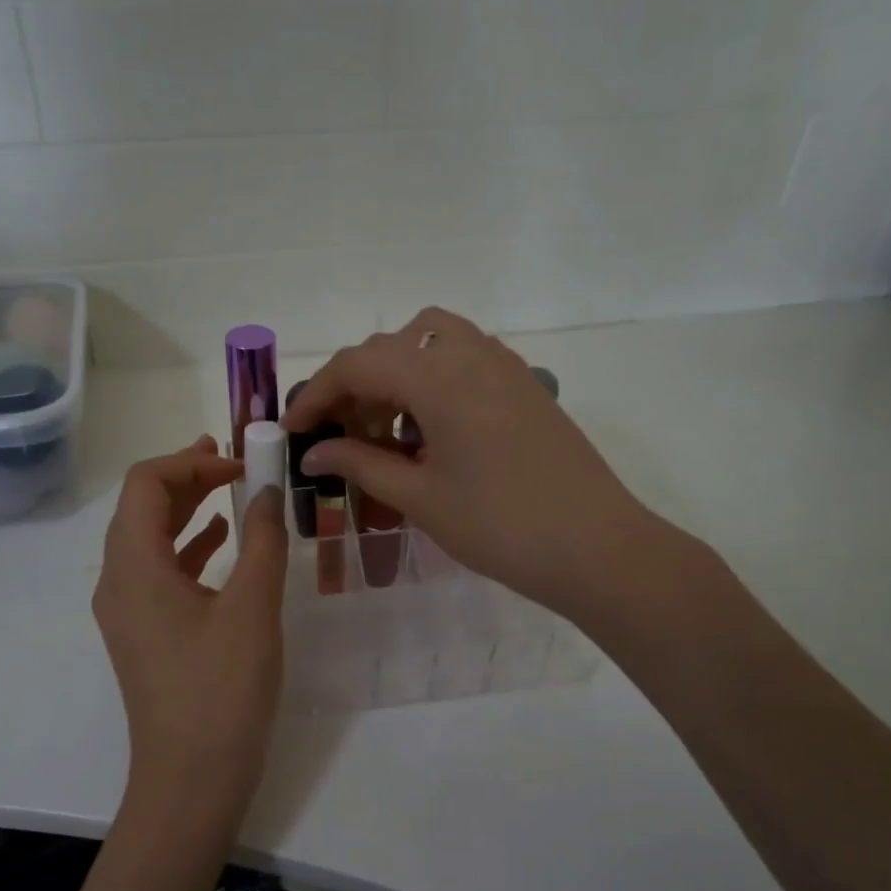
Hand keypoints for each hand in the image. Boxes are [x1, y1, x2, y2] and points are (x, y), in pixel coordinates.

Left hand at [92, 438, 288, 829]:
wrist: (191, 780)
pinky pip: (159, 572)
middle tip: (234, 462)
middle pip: (142, 507)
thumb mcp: (252, 608)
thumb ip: (262, 540)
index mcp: (134, 566)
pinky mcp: (144, 634)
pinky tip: (223, 545)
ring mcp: (127, 612)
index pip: (146, 484)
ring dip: (188, 510)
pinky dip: (189, 547)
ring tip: (231, 491)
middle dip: (187, 478)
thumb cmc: (221, 690)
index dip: (192, 463)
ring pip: (150, 539)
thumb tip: (267, 491)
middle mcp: (118, 582)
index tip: (241, 463)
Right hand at [283, 308, 684, 622]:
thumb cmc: (500, 526)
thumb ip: (360, 465)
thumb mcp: (420, 497)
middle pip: (392, 346)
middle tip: (340, 437)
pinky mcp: (524, 385)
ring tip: (387, 434)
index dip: (316, 393)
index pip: (358, 364)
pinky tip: (430, 435)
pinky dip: (432, 382)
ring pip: (430, 343)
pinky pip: (463, 360)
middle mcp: (471, 354)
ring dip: (395, 377)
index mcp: (439, 377)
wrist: (596, 547)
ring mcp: (504, 366)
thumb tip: (313, 451)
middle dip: (355, 386)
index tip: (294, 430)